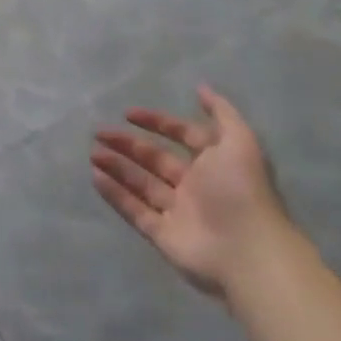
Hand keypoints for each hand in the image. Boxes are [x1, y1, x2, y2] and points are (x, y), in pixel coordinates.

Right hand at [91, 85, 294, 296]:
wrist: (247, 253)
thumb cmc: (240, 191)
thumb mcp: (239, 142)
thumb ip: (222, 113)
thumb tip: (201, 87)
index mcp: (215, 164)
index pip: (183, 137)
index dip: (157, 123)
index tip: (127, 113)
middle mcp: (195, 186)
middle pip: (155, 160)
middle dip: (128, 144)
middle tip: (98, 132)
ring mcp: (178, 212)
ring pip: (141, 183)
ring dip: (117, 167)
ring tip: (92, 153)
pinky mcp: (162, 235)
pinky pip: (134, 210)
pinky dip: (115, 194)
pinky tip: (95, 177)